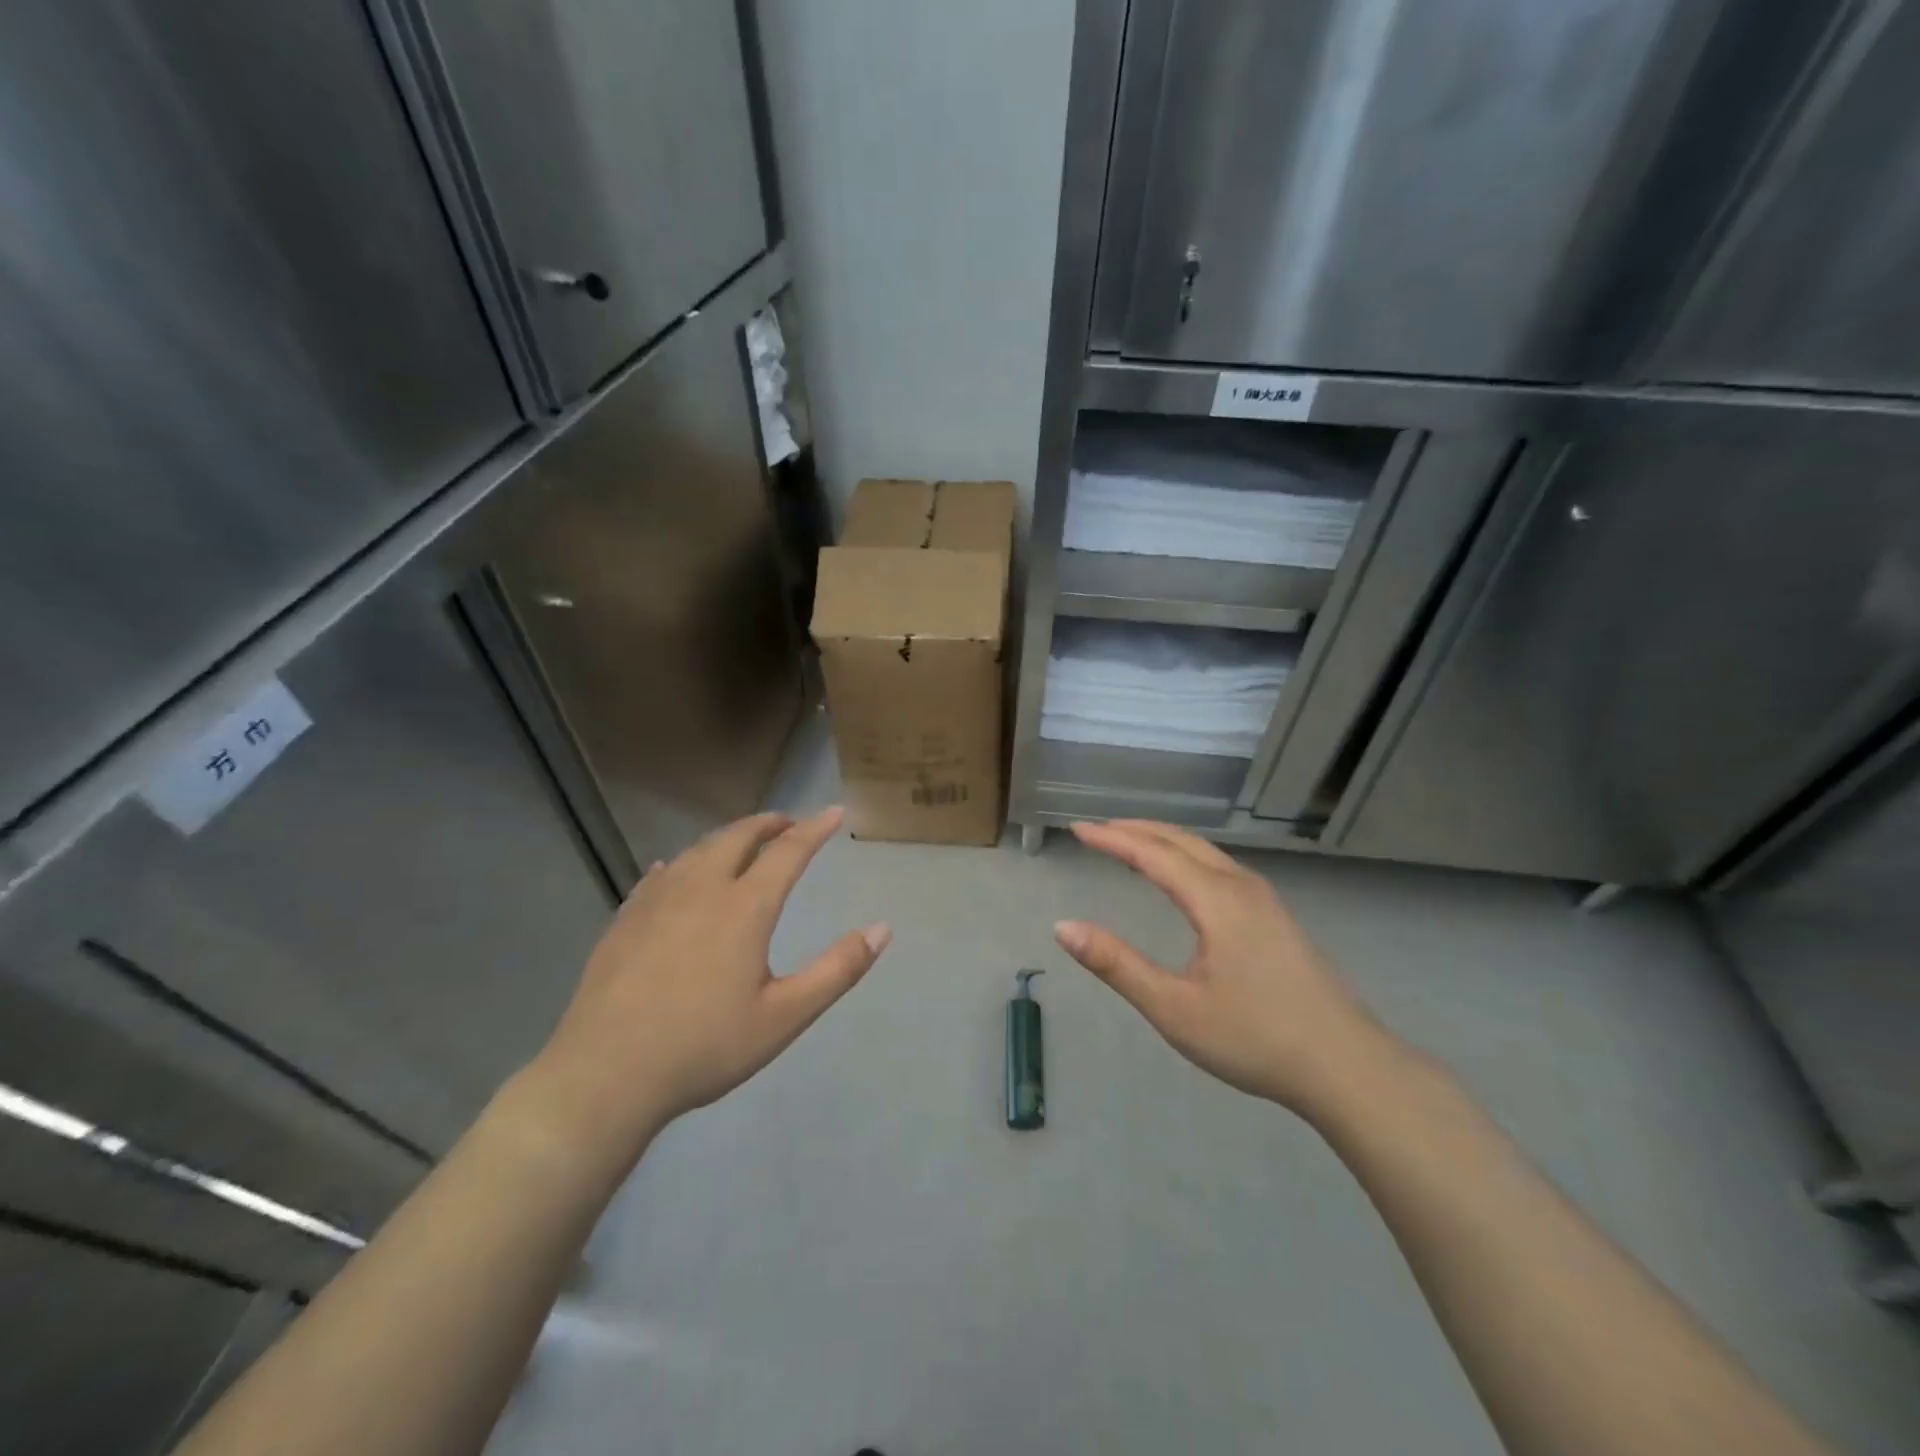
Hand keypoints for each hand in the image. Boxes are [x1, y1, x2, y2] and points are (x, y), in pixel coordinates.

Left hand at [526, 807, 888, 1156]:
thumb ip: (838, 969)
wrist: (605, 1075)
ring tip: (742, 843)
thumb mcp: (785, 1016)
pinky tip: (676, 872)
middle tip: (788, 822)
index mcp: (745, 907)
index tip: (834, 812)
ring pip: (698, 850)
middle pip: (738, 837)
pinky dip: (683, 864)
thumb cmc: (705, 1046)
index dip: (814, 829)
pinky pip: (662, 874)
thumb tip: (883, 928)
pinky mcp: (625, 919)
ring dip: (728, 838)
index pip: (788, 851)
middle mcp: (701, 888)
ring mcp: (657, 900)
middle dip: (769, 823)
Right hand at [1055, 820, 1393, 1120]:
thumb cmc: (1256, 1038)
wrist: (1348, 1067)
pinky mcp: (1276, 917)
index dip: (1111, 839)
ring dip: (1163, 840)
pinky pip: (1220, 867)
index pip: (1152, 853)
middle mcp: (1241, 886)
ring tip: (1130, 843)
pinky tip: (1181, 878)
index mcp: (1216, 900)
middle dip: (1136, 829)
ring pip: (1205, 851)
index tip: (1076, 829)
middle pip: (1181, 840)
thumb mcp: (1174, 1009)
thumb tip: (1063, 927)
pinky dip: (1186, 857)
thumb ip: (1117, 965)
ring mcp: (1265, 900)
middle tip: (1097, 829)